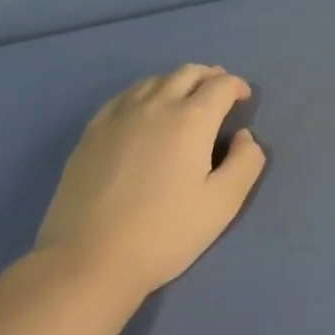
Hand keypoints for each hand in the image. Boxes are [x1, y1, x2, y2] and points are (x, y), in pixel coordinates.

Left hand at [35, 64, 266, 293]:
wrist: (88, 261)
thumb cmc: (164, 233)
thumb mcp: (223, 204)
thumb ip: (246, 162)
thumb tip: (244, 136)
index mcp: (191, 119)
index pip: (221, 85)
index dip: (237, 86)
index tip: (243, 100)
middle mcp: (156, 105)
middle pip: (188, 73)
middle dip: (210, 77)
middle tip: (219, 92)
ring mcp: (119, 116)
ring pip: (155, 80)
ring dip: (177, 82)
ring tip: (185, 98)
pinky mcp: (92, 132)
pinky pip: (125, 96)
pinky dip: (145, 93)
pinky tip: (144, 111)